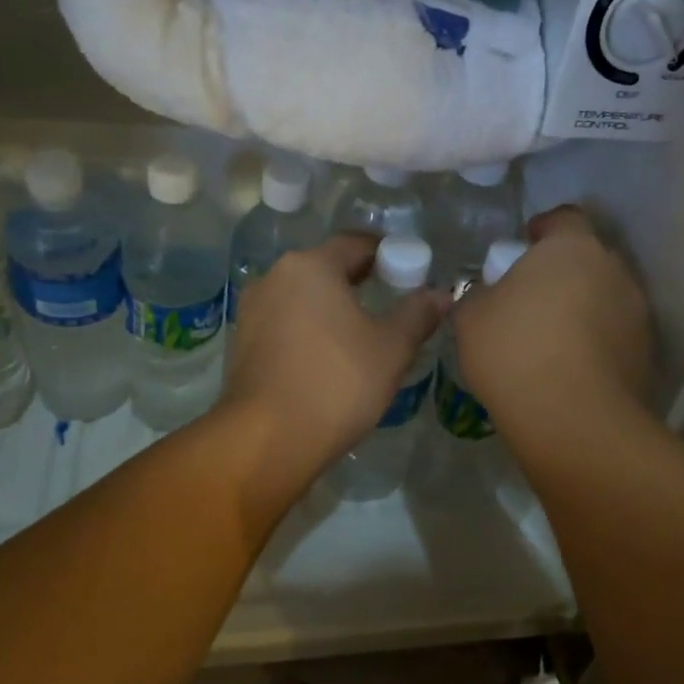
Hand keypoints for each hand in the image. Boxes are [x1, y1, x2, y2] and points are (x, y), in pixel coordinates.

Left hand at [221, 235, 448, 479]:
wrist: (268, 438)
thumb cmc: (337, 382)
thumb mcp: (392, 348)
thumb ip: (418, 314)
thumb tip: (441, 293)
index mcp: (311, 266)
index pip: (356, 244)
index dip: (387, 254)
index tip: (410, 273)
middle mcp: (275, 276)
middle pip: (326, 267)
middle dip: (359, 280)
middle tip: (392, 302)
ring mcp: (252, 309)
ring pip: (303, 296)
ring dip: (331, 306)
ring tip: (361, 333)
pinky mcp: (242, 342)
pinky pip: (285, 322)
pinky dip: (308, 329)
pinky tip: (327, 356)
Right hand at [452, 206, 650, 438]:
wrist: (574, 419)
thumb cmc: (515, 350)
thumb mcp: (470, 317)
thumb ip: (476, 294)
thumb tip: (484, 294)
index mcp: (572, 248)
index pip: (564, 217)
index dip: (543, 228)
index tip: (522, 247)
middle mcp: (613, 270)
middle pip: (586, 258)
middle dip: (561, 271)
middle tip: (529, 298)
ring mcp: (636, 313)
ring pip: (603, 297)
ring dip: (580, 308)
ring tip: (549, 339)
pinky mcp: (645, 353)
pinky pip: (613, 334)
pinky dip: (594, 342)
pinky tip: (567, 368)